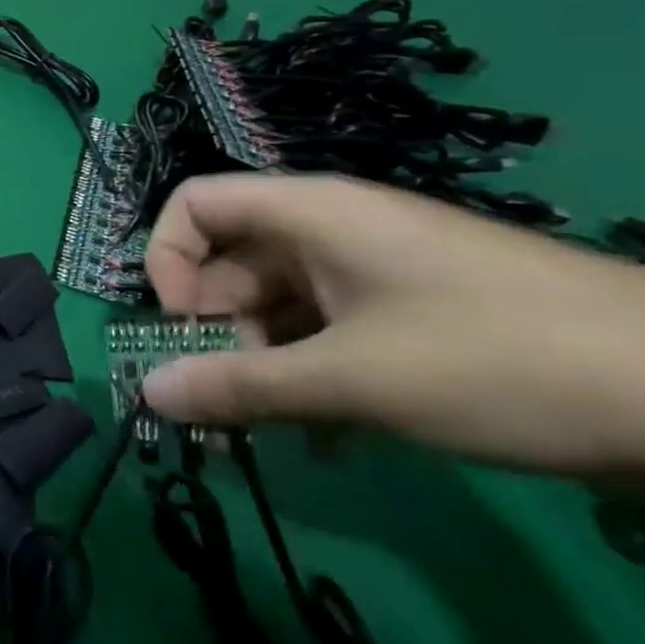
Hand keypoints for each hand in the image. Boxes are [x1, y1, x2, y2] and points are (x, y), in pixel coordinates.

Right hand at [140, 174, 644, 475]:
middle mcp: (332, 231)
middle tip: (219, 400)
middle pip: (230, 265)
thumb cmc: (497, 359)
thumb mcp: (351, 380)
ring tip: (264, 434)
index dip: (167, 258)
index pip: (194, 204)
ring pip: (279, 308)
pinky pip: (329, 335)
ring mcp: (377, 273)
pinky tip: (326, 439)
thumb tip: (146, 394)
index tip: (179, 325)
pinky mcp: (415, 314)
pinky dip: (311, 379)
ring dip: (259, 368)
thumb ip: (238, 385)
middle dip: (211, 332)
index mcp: (309, 213)